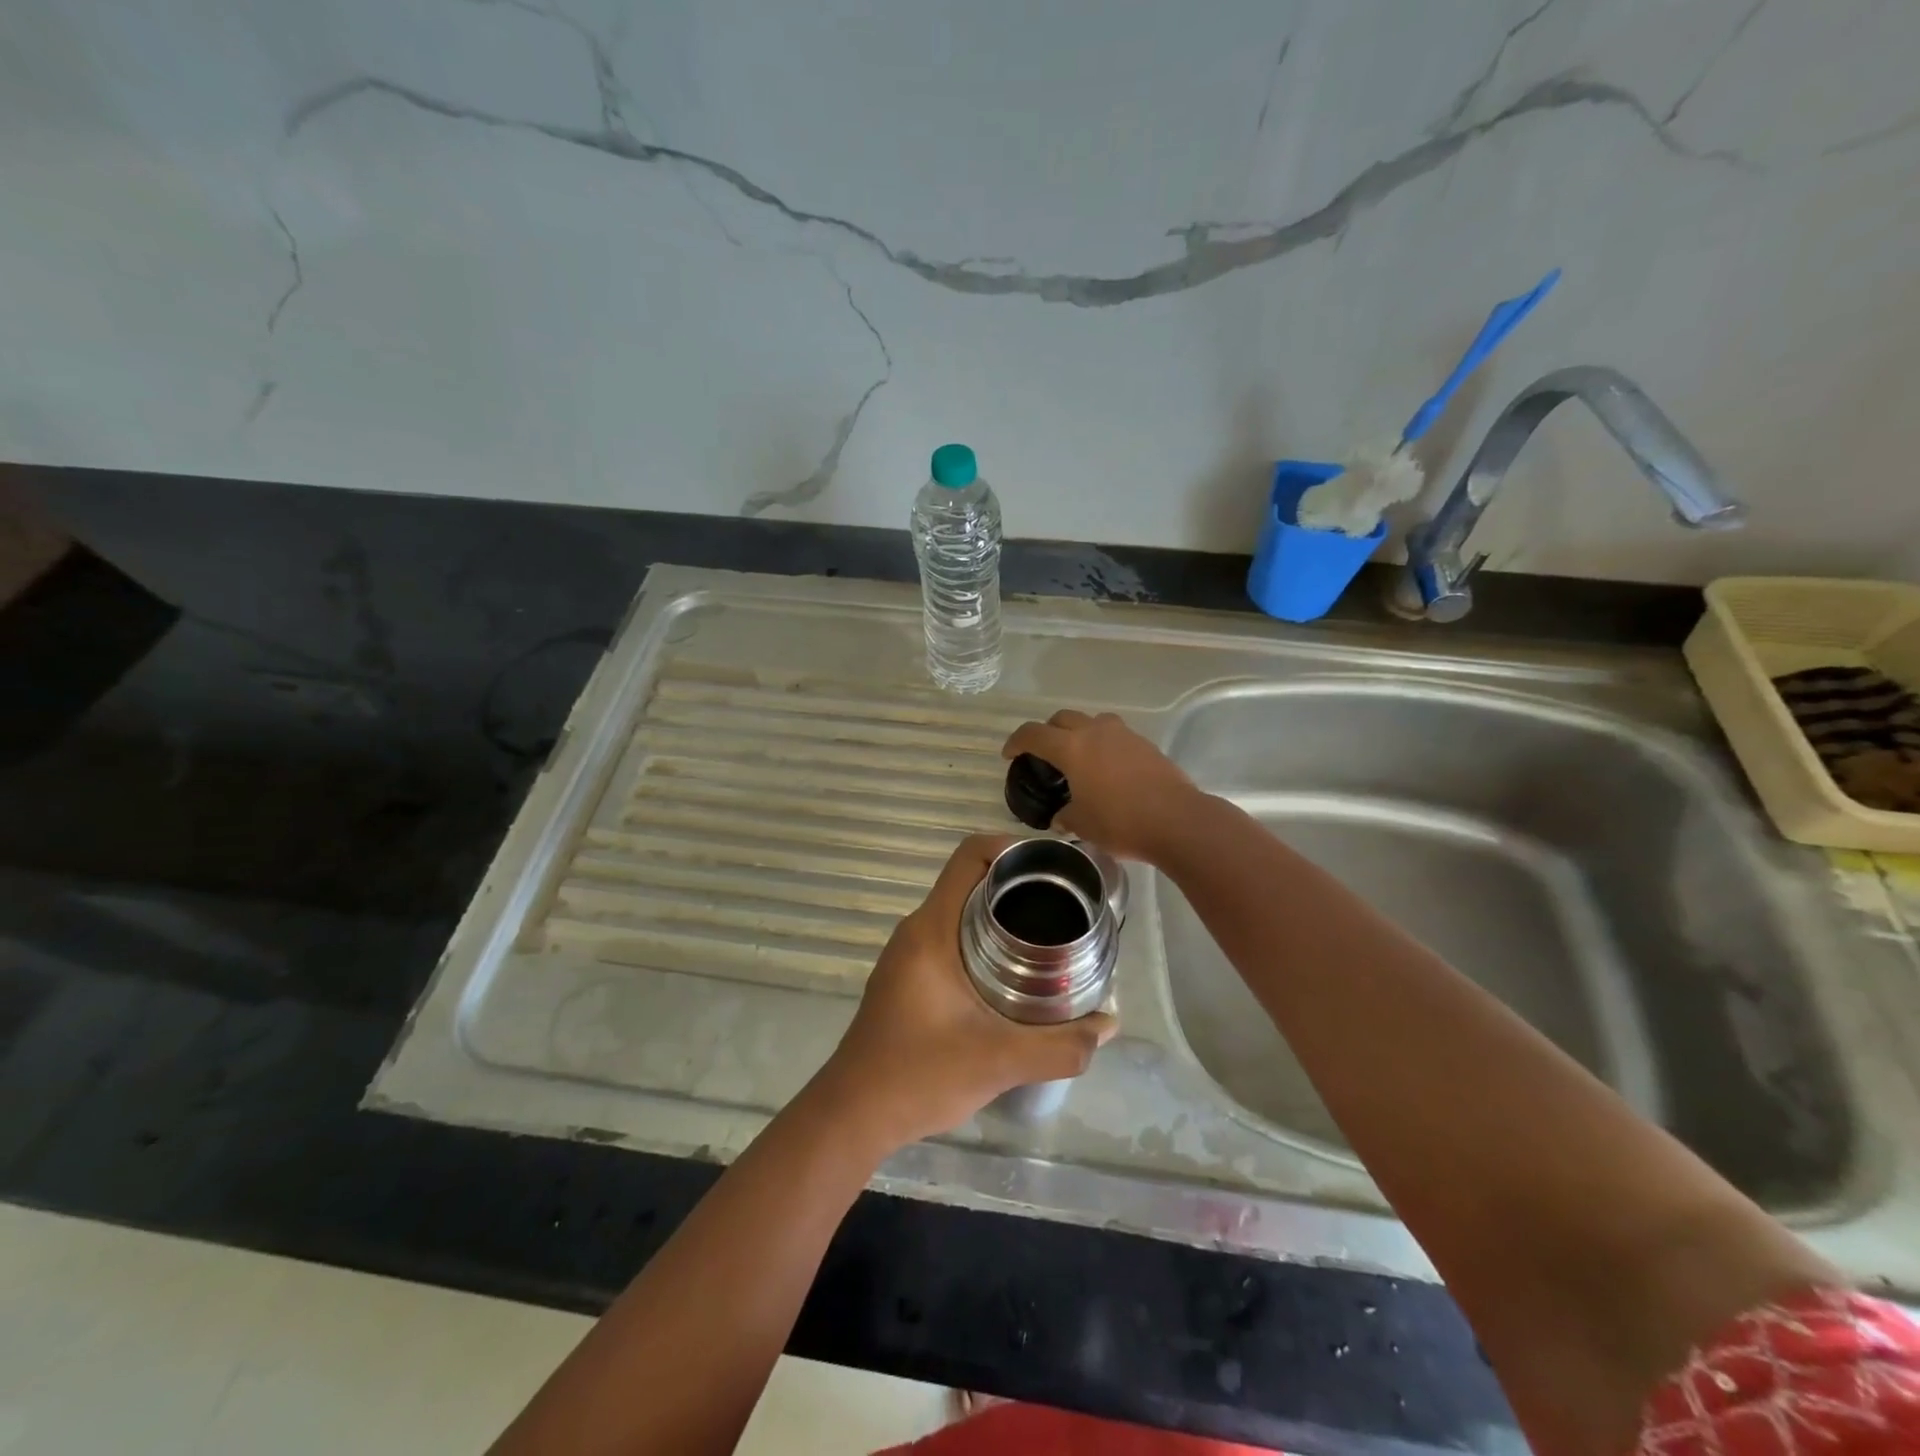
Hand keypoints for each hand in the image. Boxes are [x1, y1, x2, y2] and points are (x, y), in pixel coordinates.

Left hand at [817, 834, 1117, 1150]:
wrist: (853, 1114)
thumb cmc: (919, 1076)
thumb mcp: (999, 1062)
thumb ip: (1059, 1046)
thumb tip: (1107, 1024)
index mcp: (932, 930)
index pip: (968, 856)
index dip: (1011, 847)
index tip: (1052, 866)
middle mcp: (917, 930)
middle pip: (970, 881)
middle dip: (1017, 884)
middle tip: (1064, 904)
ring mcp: (908, 954)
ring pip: (960, 911)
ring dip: (1000, 914)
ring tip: (1047, 936)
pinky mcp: (907, 976)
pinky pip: (951, 937)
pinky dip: (983, 939)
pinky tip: (1013, 973)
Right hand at [1002, 710, 1198, 861]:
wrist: (1177, 821)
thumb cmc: (1121, 822)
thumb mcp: (1082, 824)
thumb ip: (1065, 815)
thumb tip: (1061, 815)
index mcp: (1071, 748)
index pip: (1033, 734)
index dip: (1016, 742)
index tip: (1010, 754)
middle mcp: (1095, 732)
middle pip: (1062, 718)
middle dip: (1047, 732)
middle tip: (1043, 754)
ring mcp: (1123, 735)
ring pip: (1092, 721)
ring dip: (1079, 732)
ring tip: (1078, 756)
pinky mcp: (1145, 744)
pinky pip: (1115, 735)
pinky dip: (1103, 744)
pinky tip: (1107, 768)